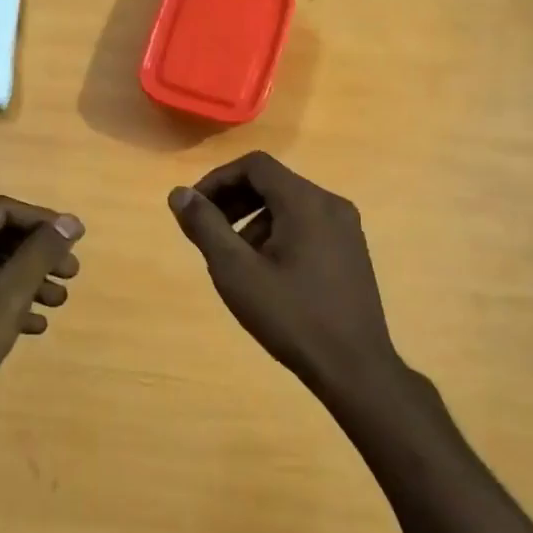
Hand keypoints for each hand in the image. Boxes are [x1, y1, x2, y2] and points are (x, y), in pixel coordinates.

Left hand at [0, 196, 83, 429]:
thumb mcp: (3, 301)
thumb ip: (38, 256)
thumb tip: (69, 222)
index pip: (0, 211)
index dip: (42, 221)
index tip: (75, 241)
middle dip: (36, 253)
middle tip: (71, 274)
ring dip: (25, 279)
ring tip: (58, 302)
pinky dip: (4, 302)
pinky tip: (32, 326)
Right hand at [167, 152, 406, 402]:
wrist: (354, 367)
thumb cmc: (291, 316)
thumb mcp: (236, 271)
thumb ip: (205, 226)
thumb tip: (179, 193)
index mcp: (306, 201)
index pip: (255, 165)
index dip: (218, 180)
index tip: (195, 209)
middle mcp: (331, 204)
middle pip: (273, 182)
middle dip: (234, 200)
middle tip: (207, 231)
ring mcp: (347, 228)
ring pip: (290, 205)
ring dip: (253, 219)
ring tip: (234, 259)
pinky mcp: (352, 250)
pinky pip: (307, 224)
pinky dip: (278, 233)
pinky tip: (266, 272)